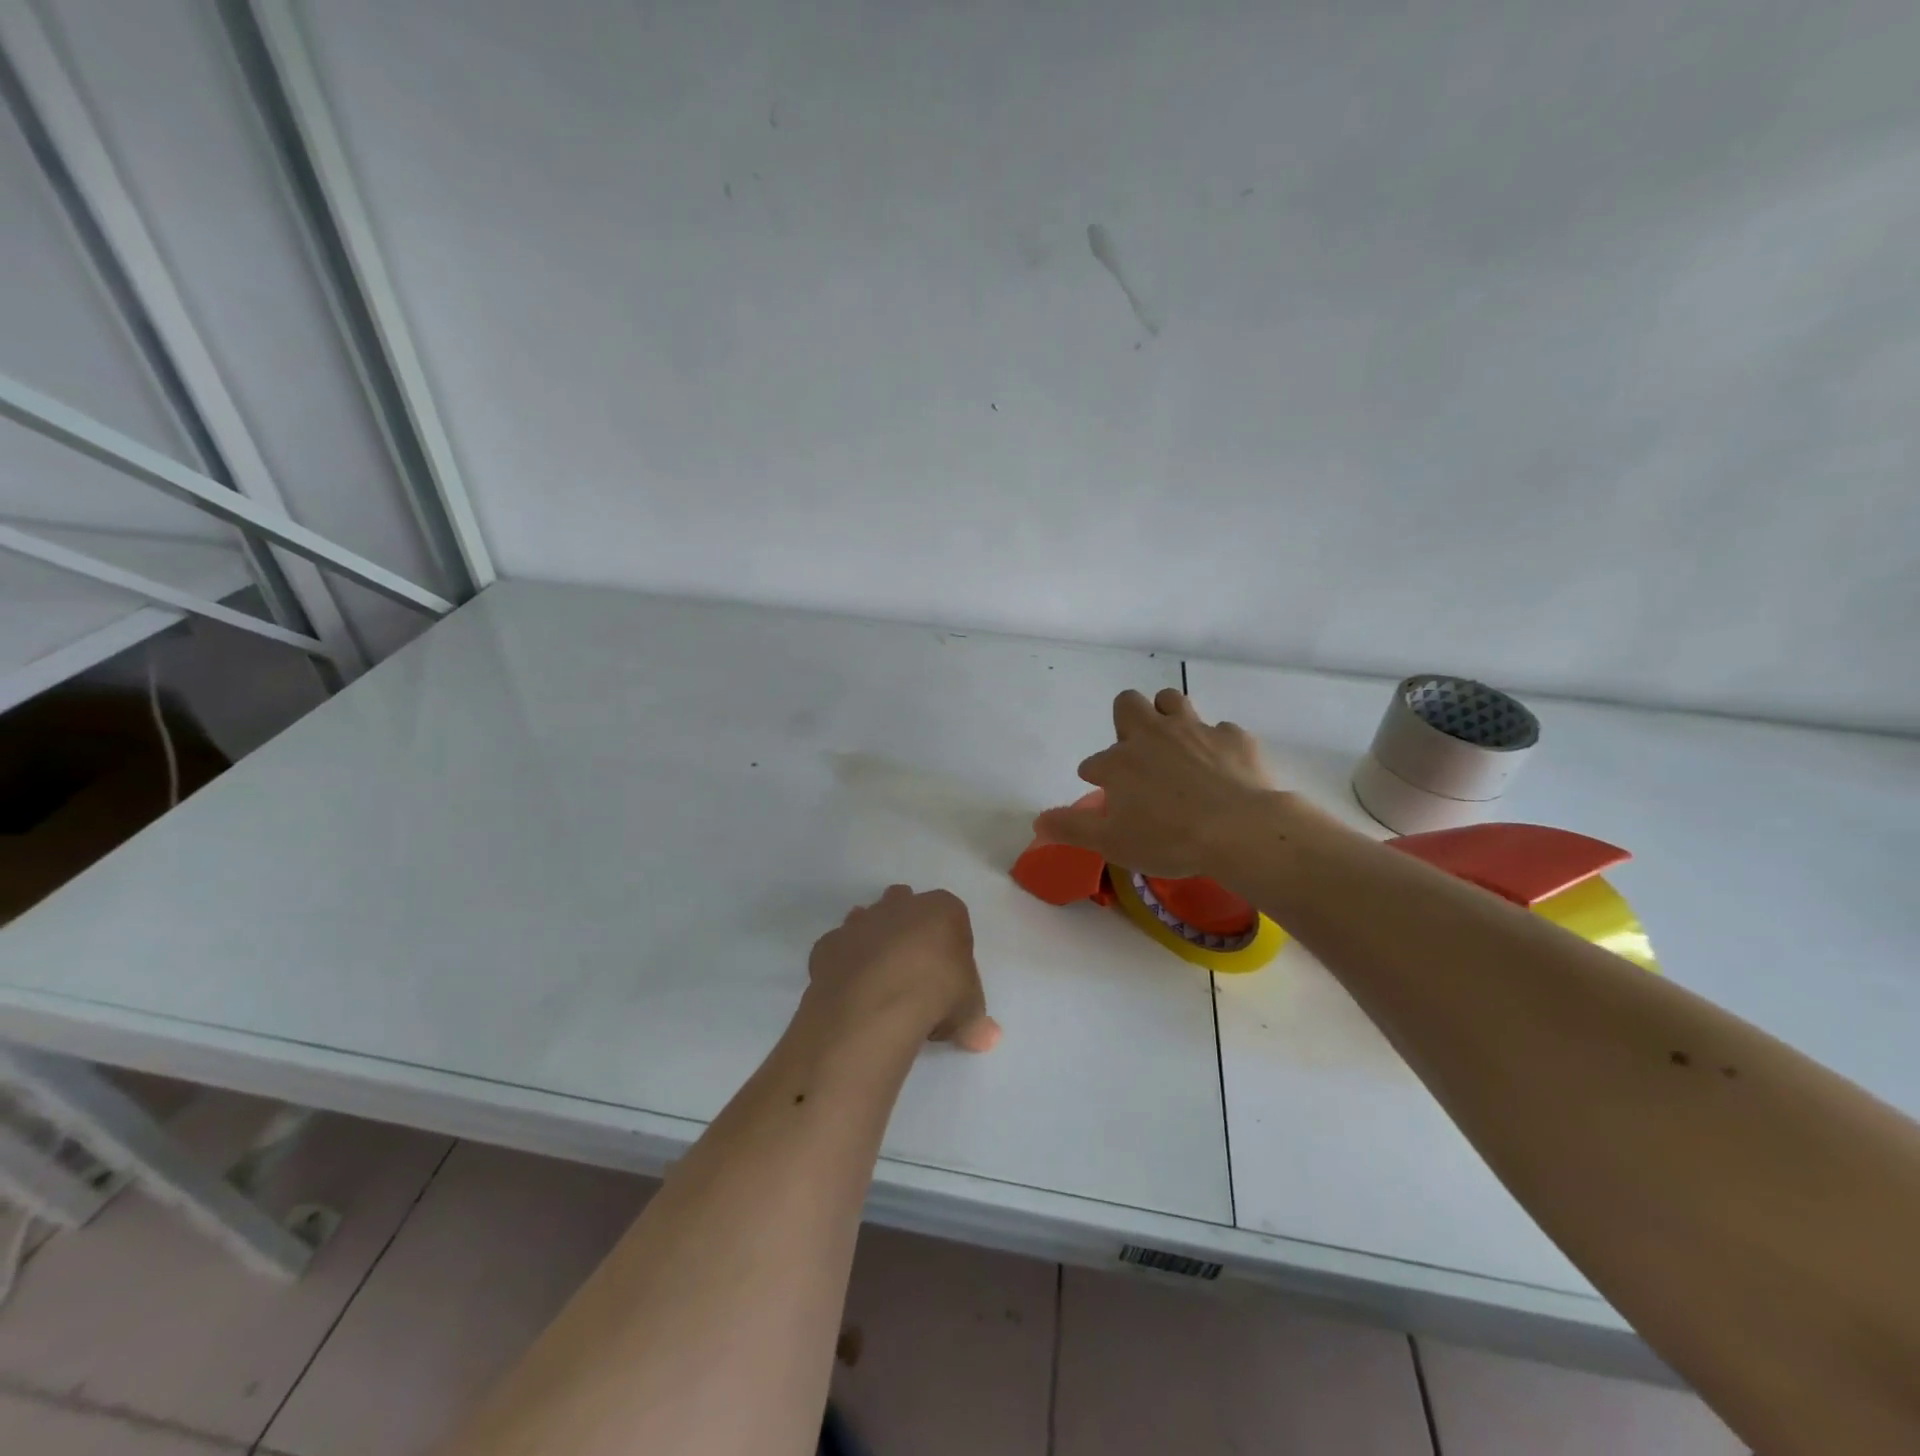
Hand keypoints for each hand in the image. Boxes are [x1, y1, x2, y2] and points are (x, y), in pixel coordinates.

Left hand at [807, 886, 1000, 1052]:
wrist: (876, 1004)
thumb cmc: (936, 994)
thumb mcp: (968, 1011)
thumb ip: (975, 1019)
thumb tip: (988, 1038)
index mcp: (943, 909)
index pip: (952, 916)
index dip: (951, 942)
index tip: (950, 973)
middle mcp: (900, 905)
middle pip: (906, 905)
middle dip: (908, 928)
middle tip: (914, 969)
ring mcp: (860, 921)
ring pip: (867, 920)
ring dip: (873, 941)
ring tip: (881, 982)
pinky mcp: (828, 944)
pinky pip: (839, 949)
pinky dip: (844, 965)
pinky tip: (851, 993)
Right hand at [1033, 689, 1280, 879]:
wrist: (1240, 831)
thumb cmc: (1169, 839)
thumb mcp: (1111, 842)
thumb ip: (1071, 828)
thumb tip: (1037, 821)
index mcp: (1119, 761)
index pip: (1094, 762)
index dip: (1096, 776)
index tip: (1104, 792)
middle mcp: (1152, 735)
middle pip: (1128, 704)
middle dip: (1125, 720)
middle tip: (1137, 753)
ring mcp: (1194, 730)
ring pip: (1172, 700)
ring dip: (1167, 715)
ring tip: (1174, 744)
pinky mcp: (1232, 737)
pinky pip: (1219, 729)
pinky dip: (1214, 744)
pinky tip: (1220, 766)